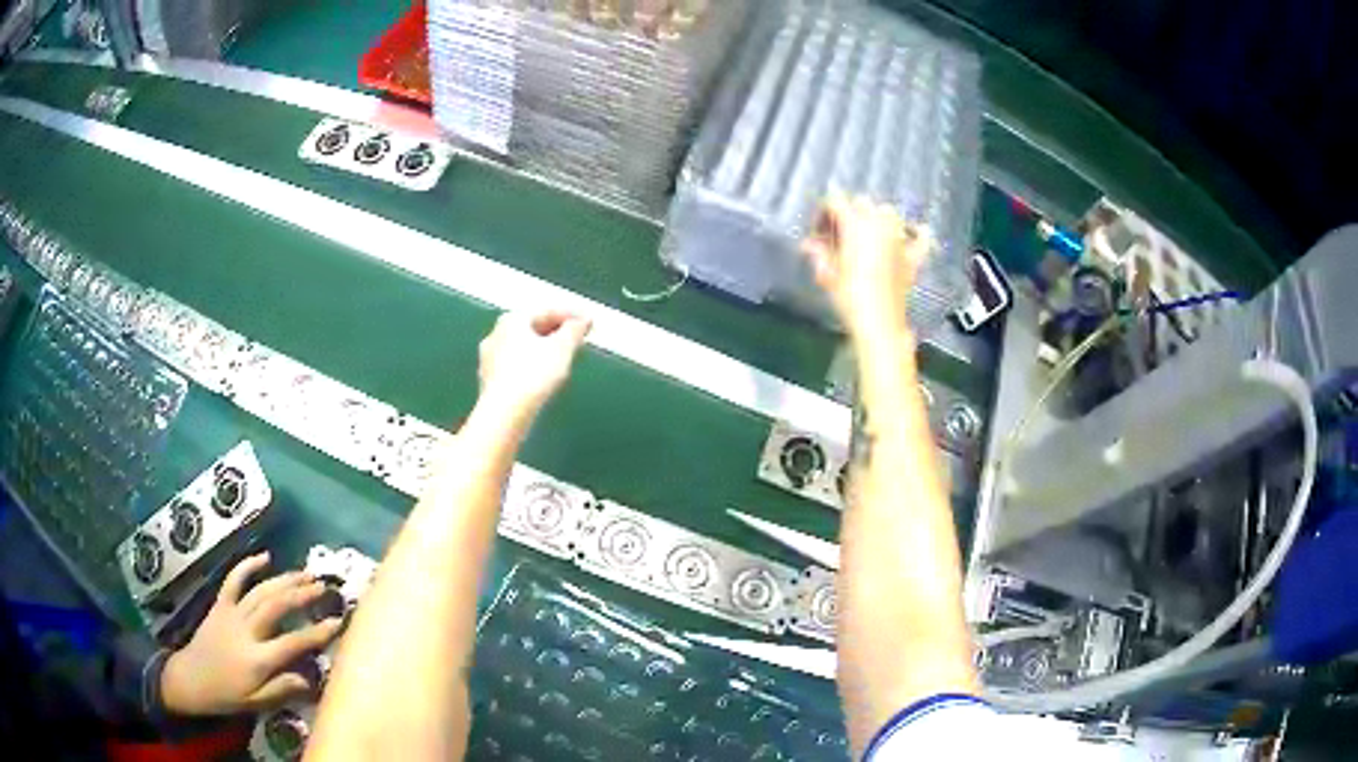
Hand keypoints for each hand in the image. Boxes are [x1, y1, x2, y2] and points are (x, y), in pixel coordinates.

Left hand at [161, 552, 343, 716]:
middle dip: (301, 594)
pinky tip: (264, 556)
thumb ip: (282, 689)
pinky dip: (248, 565)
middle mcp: (246, 631)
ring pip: (261, 591)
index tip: (338, 622)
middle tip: (323, 586)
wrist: (191, 678)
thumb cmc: (228, 694)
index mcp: (258, 659)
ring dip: (284, 579)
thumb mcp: (257, 702)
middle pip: (276, 606)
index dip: (317, 632)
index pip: (293, 642)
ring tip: (305, 574)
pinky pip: (234, 580)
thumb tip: (310, 680)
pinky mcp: (220, 604)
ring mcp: (231, 613)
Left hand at [476, 310, 591, 421]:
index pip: (545, 312)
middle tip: (576, 339)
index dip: (570, 315)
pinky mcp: (489, 382)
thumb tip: (583, 320)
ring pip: (521, 348)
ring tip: (562, 359)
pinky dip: (531, 366)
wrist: (504, 413)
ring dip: (542, 350)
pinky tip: (543, 377)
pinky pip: (515, 367)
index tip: (587, 322)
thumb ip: (574, 331)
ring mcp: (489, 359)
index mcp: (512, 320)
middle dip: (555, 333)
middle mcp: (495, 334)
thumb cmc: (533, 375)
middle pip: (531, 329)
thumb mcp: (562, 349)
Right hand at [801, 193, 931, 339]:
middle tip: (840, 235)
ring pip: (888, 212)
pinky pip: (921, 235)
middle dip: (849, 213)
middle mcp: (880, 224)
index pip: (835, 201)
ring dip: (877, 218)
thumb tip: (808, 243)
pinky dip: (916, 232)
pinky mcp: (914, 255)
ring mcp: (901, 238)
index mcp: (855, 224)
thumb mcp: (827, 273)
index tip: (818, 231)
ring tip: (869, 235)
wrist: (879, 322)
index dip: (824, 212)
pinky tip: (911, 235)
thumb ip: (817, 252)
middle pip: (862, 203)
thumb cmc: (849, 297)